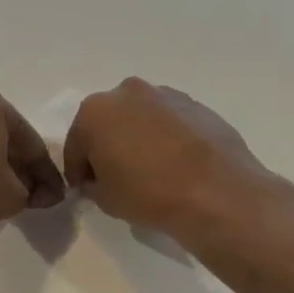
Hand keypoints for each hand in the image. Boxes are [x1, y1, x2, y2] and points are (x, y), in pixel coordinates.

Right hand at [63, 78, 284, 243]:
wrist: (217, 194)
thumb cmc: (148, 194)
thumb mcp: (104, 199)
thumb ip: (92, 183)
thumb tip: (98, 179)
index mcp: (94, 112)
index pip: (76, 144)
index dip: (78, 170)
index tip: (84, 188)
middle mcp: (126, 93)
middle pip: (107, 122)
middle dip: (107, 145)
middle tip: (116, 176)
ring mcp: (165, 95)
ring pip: (139, 118)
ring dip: (137, 137)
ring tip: (149, 170)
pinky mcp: (196, 105)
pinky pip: (169, 122)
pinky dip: (166, 137)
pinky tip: (175, 165)